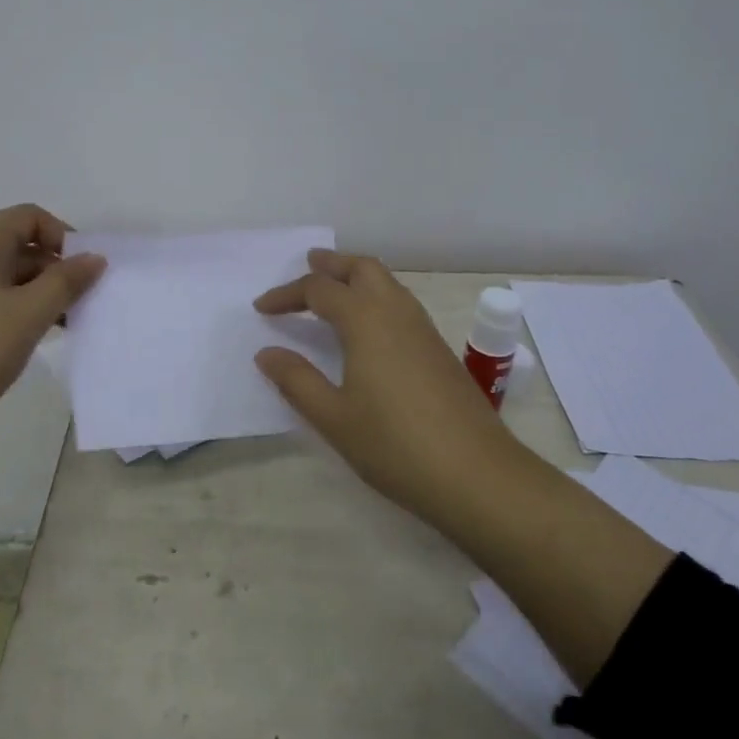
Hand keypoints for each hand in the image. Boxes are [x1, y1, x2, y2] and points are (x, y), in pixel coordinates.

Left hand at [0, 204, 104, 448]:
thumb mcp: (30, 314)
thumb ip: (66, 282)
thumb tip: (94, 258)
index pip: (29, 217)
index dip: (63, 237)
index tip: (83, 273)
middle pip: (16, 245)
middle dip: (53, 270)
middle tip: (79, 305)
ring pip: (2, 276)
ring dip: (36, 293)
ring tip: (60, 327)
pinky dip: (13, 310)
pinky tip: (27, 340)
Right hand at [254, 250, 519, 524]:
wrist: (477, 474)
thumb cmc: (395, 445)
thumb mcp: (334, 417)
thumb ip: (297, 381)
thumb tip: (267, 353)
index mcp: (366, 321)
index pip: (319, 290)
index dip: (286, 295)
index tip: (261, 308)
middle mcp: (396, 313)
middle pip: (363, 268)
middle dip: (333, 264)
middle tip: (308, 266)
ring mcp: (424, 330)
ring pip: (388, 283)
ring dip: (358, 277)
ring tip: (335, 290)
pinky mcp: (440, 350)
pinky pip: (402, 304)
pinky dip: (377, 298)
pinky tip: (370, 328)